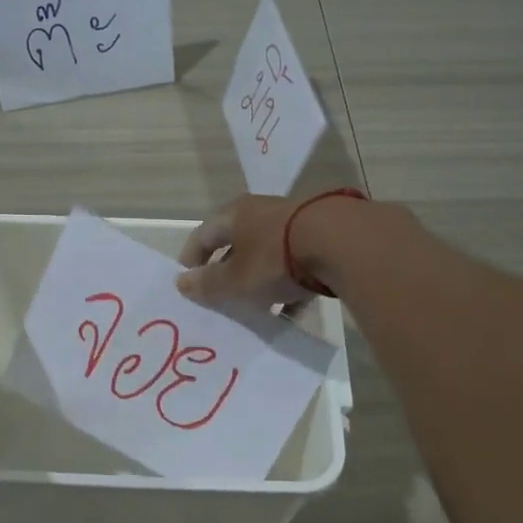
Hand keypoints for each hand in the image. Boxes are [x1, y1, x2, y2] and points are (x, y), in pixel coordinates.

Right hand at [175, 194, 319, 307]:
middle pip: (236, 244)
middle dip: (227, 272)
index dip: (191, 258)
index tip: (187, 282)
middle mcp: (262, 213)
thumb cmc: (275, 258)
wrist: (342, 243)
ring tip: (255, 309)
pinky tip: (291, 310)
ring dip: (258, 280)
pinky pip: (295, 264)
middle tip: (221, 298)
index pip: (203, 234)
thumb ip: (208, 284)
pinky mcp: (322, 237)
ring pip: (267, 255)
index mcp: (235, 215)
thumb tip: (181, 283)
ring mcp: (295, 223)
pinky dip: (288, 286)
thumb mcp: (235, 279)